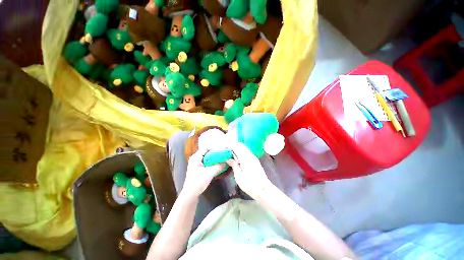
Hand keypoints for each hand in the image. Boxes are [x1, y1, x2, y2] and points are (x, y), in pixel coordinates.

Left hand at [181, 148, 225, 198]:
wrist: (190, 195)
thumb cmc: (198, 182)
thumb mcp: (210, 173)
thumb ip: (219, 166)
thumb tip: (227, 162)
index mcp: (196, 157)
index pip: (206, 148)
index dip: (214, 148)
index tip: (222, 150)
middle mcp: (195, 159)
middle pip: (207, 153)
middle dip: (215, 153)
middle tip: (224, 155)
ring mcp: (196, 164)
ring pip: (207, 158)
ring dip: (214, 159)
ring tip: (222, 159)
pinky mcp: (198, 169)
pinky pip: (206, 163)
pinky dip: (212, 163)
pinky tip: (218, 165)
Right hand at [226, 142, 272, 198]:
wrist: (264, 190)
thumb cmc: (250, 185)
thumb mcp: (239, 177)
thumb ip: (234, 165)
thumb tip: (228, 159)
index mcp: (245, 158)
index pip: (237, 146)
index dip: (229, 145)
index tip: (223, 148)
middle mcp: (250, 155)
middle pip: (241, 145)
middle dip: (232, 146)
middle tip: (226, 151)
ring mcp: (253, 157)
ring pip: (244, 148)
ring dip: (236, 149)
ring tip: (230, 155)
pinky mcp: (255, 160)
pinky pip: (246, 152)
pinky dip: (240, 152)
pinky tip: (237, 158)